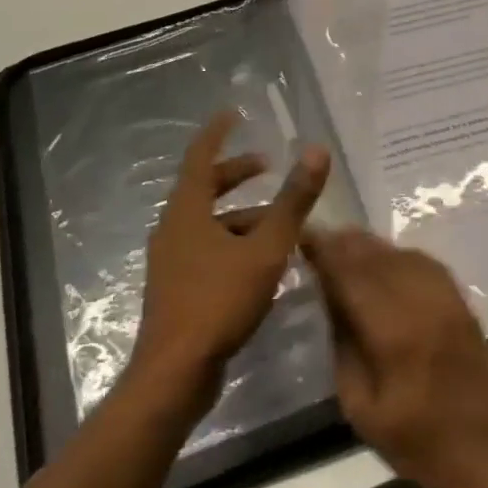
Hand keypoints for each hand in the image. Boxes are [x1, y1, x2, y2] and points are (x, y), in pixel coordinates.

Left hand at [133, 111, 329, 409]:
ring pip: (208, 223)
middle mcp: (173, 228)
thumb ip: (292, 201)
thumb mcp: (266, 249)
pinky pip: (208, 249)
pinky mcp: (177, 288)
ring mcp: (172, 260)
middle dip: (236, 174)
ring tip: (279, 223)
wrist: (175, 373)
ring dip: (241, 215)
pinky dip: (234, 243)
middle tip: (268, 167)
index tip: (233, 114)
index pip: (200, 156)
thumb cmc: (219, 301)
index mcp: (187, 211)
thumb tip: (316, 152)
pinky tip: (262, 262)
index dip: (217, 133)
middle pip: (204, 188)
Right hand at [301, 228, 487, 487]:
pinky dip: (395, 255)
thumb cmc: (415, 440)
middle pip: (374, 255)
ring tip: (342, 245)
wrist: (484, 452)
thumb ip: (343, 344)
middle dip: (342, 243)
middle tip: (315, 238)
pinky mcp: (460, 300)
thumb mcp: (359, 406)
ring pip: (399, 253)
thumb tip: (328, 296)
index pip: (350, 273)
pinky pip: (422, 262)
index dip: (323, 251)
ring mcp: (446, 297)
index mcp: (393, 331)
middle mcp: (421, 302)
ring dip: (368, 246)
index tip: (299, 238)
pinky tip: (381, 261)